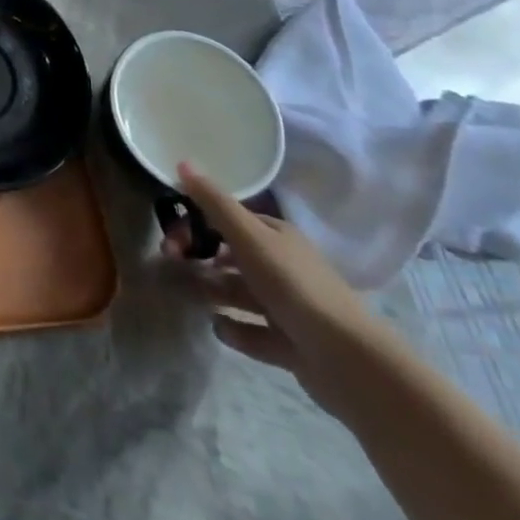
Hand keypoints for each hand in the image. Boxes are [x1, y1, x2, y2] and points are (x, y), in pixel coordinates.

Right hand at [162, 162, 386, 416]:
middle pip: (231, 257)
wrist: (346, 358)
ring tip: (192, 296)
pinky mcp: (290, 344)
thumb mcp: (248, 235)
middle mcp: (283, 267)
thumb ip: (214, 202)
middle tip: (173, 264)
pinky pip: (253, 332)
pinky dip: (234, 329)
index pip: (229, 221)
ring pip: (240, 293)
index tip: (172, 238)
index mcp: (277, 237)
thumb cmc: (292, 284)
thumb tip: (182, 161)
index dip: (197, 224)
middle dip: (200, 258)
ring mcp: (288, 307)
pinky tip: (219, 327)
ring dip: (213, 292)